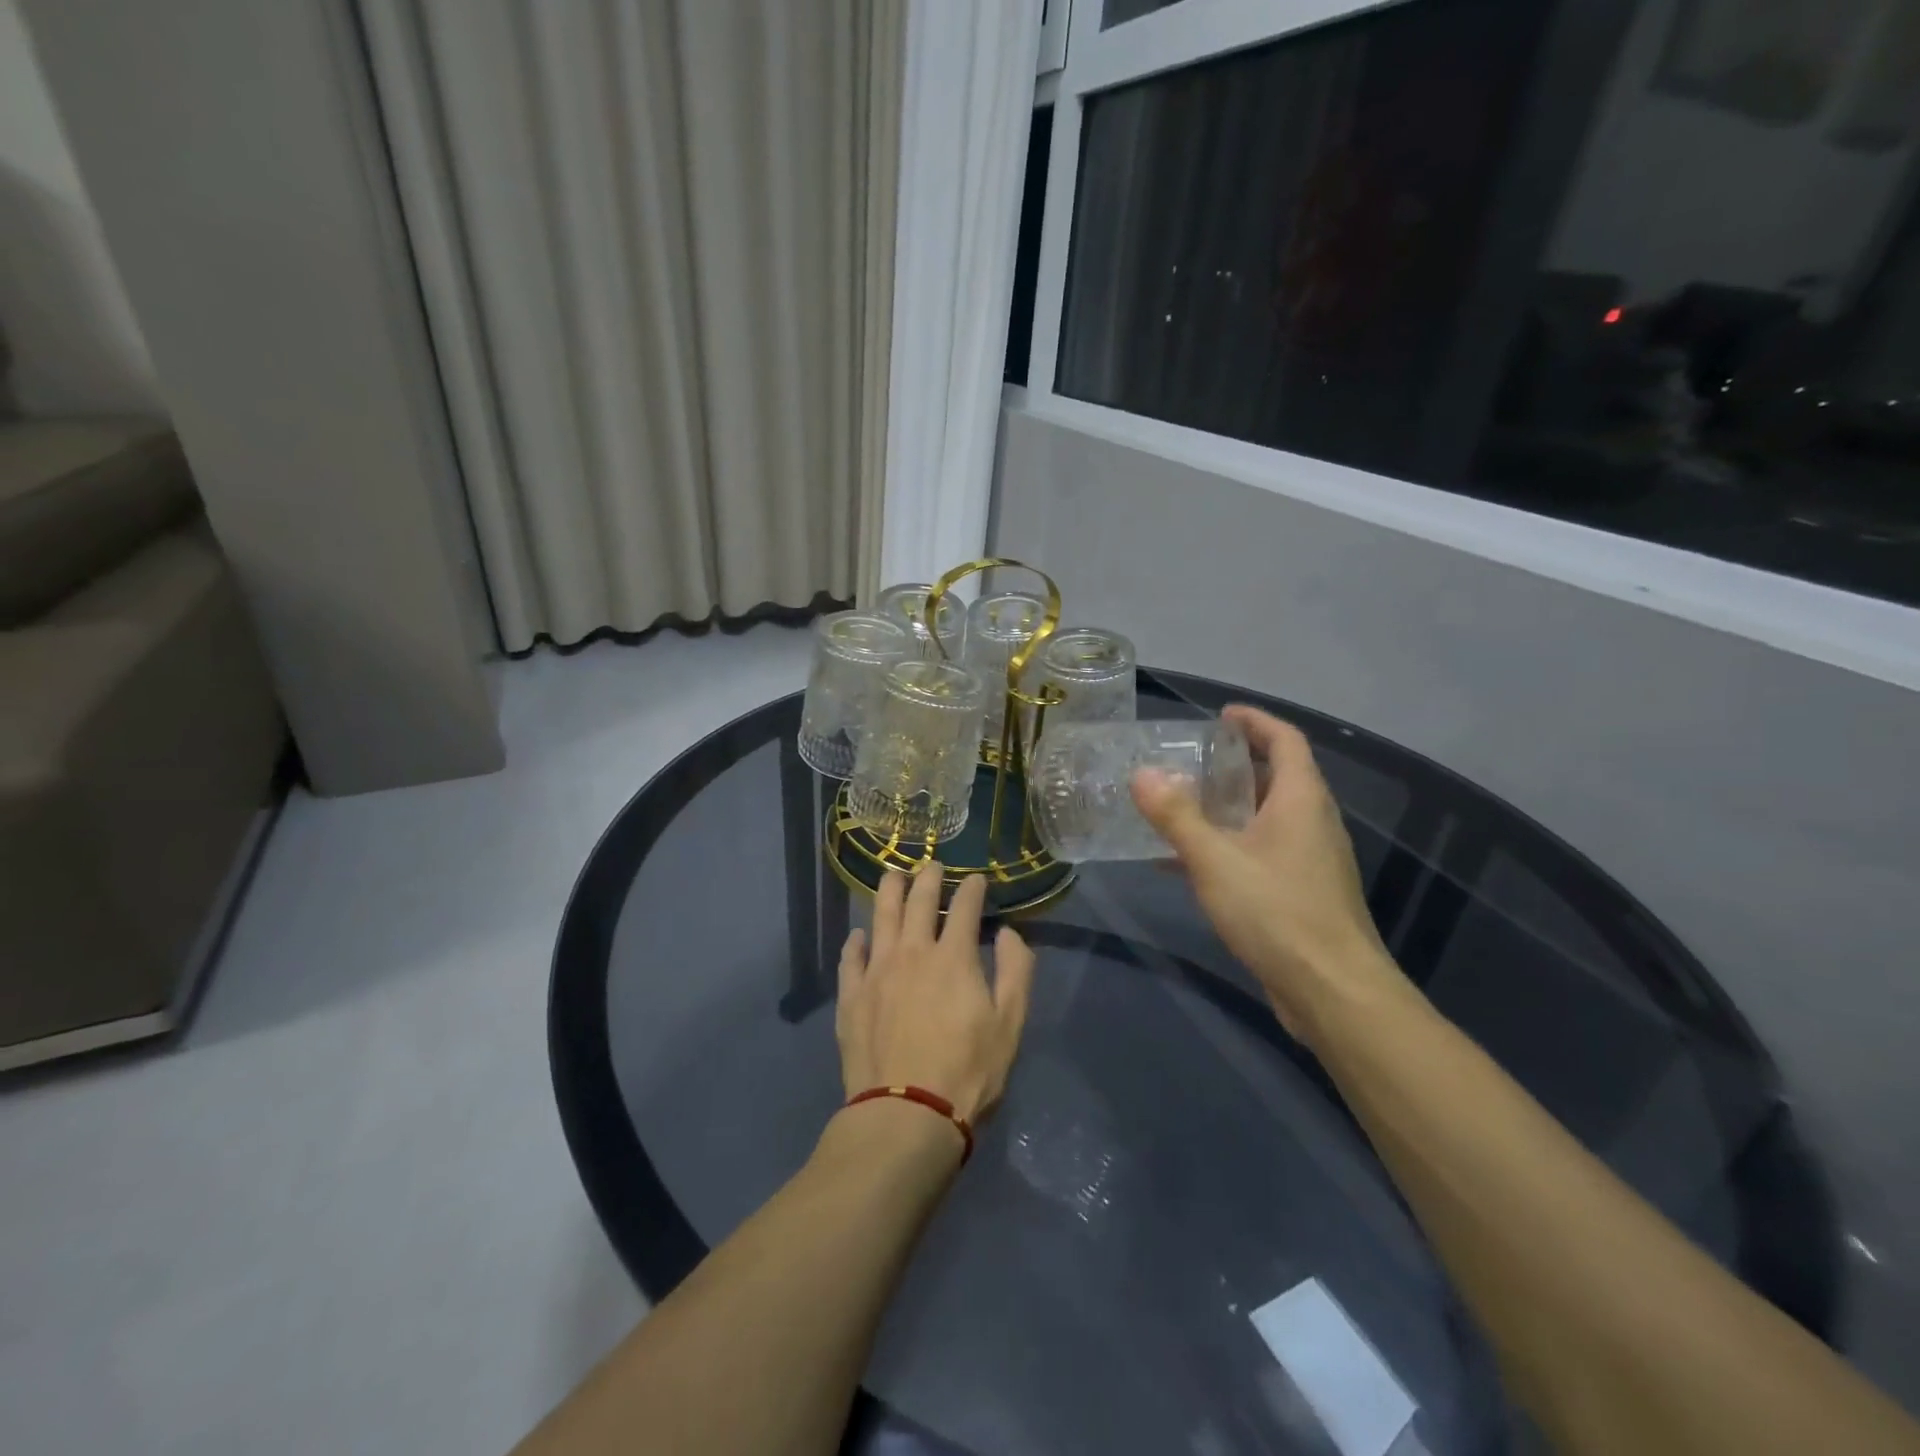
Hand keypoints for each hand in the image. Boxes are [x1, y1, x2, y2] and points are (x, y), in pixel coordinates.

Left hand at [836, 866, 1036, 1126]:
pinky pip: (850, 958)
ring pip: (881, 917)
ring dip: (889, 892)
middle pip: (919, 902)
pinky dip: (856, 941)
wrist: (906, 1115)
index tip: (977, 878)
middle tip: (933, 865)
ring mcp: (877, 972)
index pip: (965, 907)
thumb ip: (1016, 971)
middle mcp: (913, 952)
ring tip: (893, 876)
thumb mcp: (1010, 1024)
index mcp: (954, 957)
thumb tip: (1009, 933)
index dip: (973, 888)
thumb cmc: (968, 1071)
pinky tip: (859, 935)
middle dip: (929, 878)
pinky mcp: (851, 997)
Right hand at [1131, 705, 1401, 1036]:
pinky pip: (1260, 852)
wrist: (1331, 991)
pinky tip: (1186, 864)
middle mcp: (1312, 822)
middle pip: (1276, 777)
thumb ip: (1176, 816)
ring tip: (1180, 805)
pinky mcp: (1301, 892)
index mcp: (1300, 800)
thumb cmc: (1276, 912)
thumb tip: (1142, 773)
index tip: (1221, 715)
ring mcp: (1310, 859)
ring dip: (1227, 807)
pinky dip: (1227, 845)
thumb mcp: (1214, 859)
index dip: (1255, 721)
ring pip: (1266, 817)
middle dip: (1234, 764)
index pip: (1285, 740)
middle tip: (1189, 760)